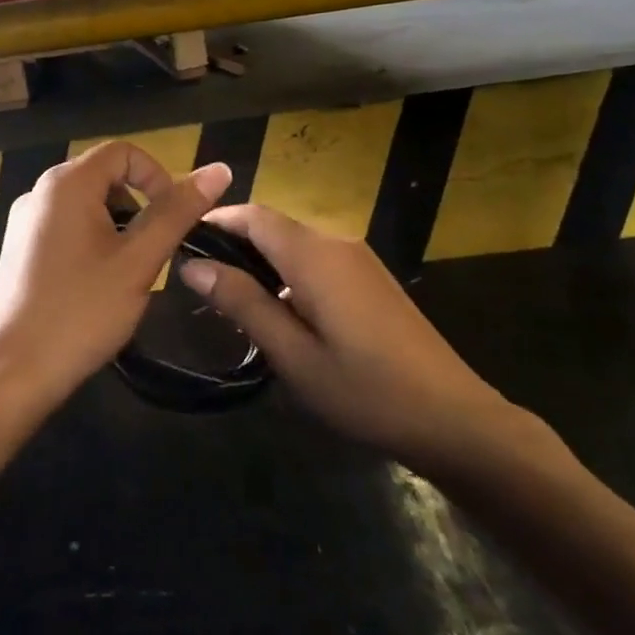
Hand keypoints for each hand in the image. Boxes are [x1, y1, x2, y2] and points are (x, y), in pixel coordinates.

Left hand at [0, 143, 233, 404]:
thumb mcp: (139, 260)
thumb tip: (219, 170)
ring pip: (85, 203)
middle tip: (152, 251)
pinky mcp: (18, 248)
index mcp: (67, 183)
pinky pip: (64, 226)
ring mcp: (24, 221)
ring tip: (128, 271)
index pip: (123, 152)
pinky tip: (96, 283)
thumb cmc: (82, 311)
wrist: (14, 371)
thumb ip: (178, 212)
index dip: (158, 176)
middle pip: (103, 175)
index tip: (172, 220)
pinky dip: (91, 240)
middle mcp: (39, 191)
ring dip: (116, 225)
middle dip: (138, 204)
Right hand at [178, 205, 524, 476]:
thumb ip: (242, 303)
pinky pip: (317, 260)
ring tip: (232, 301)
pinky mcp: (372, 278)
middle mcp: (336, 243)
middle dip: (234, 243)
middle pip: (273, 226)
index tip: (181, 241)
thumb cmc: (365, 390)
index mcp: (314, 256)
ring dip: (261, 261)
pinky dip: (287, 272)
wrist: (454, 418)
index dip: (216, 221)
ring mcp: (359, 259)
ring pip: (295, 243)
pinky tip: (280, 312)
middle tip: (201, 281)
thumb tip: (193, 266)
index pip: (253, 216)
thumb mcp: (293, 355)